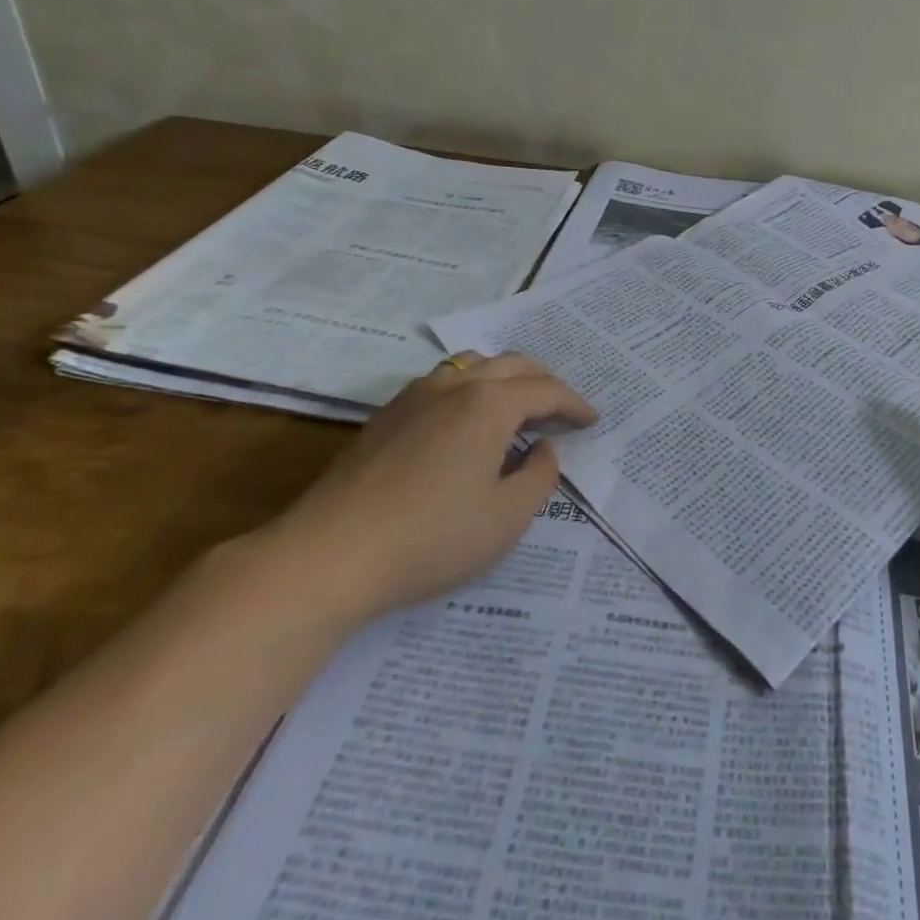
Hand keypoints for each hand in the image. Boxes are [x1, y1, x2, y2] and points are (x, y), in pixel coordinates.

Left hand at [255, 352, 595, 628]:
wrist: (328, 555)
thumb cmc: (430, 537)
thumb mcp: (506, 518)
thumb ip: (539, 476)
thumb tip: (543, 449)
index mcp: (489, 404)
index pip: (546, 390)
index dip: (574, 404)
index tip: (591, 421)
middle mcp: (455, 386)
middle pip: (512, 364)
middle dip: (544, 382)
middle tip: (561, 409)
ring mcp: (415, 396)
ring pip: (473, 365)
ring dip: (505, 379)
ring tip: (516, 408)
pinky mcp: (386, 416)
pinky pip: (443, 382)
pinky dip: (471, 389)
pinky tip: (466, 422)